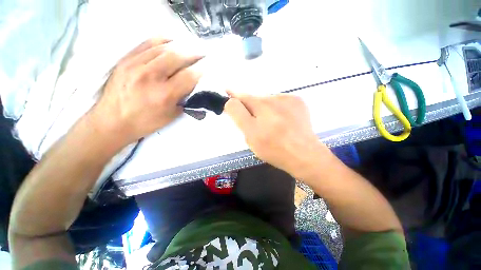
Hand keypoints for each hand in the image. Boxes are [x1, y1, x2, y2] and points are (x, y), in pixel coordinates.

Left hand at [92, 37, 203, 143]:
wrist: (112, 121)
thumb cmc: (145, 122)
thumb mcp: (171, 116)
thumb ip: (184, 100)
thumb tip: (194, 87)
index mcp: (164, 95)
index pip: (188, 76)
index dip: (201, 70)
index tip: (207, 67)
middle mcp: (150, 77)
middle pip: (177, 57)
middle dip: (193, 54)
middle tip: (201, 54)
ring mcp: (135, 65)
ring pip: (163, 48)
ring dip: (180, 46)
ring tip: (189, 47)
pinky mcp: (126, 60)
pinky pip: (146, 43)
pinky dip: (161, 40)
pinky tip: (170, 41)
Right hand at [224, 92, 326, 176]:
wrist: (305, 155)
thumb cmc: (274, 149)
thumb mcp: (251, 136)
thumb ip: (239, 115)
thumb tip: (232, 101)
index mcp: (261, 107)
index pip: (242, 96)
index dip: (233, 95)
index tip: (227, 91)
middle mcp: (274, 98)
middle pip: (255, 99)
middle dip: (251, 109)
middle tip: (255, 125)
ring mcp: (289, 98)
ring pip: (267, 101)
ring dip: (264, 110)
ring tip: (272, 126)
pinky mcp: (298, 102)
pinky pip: (279, 102)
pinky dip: (276, 110)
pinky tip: (282, 122)